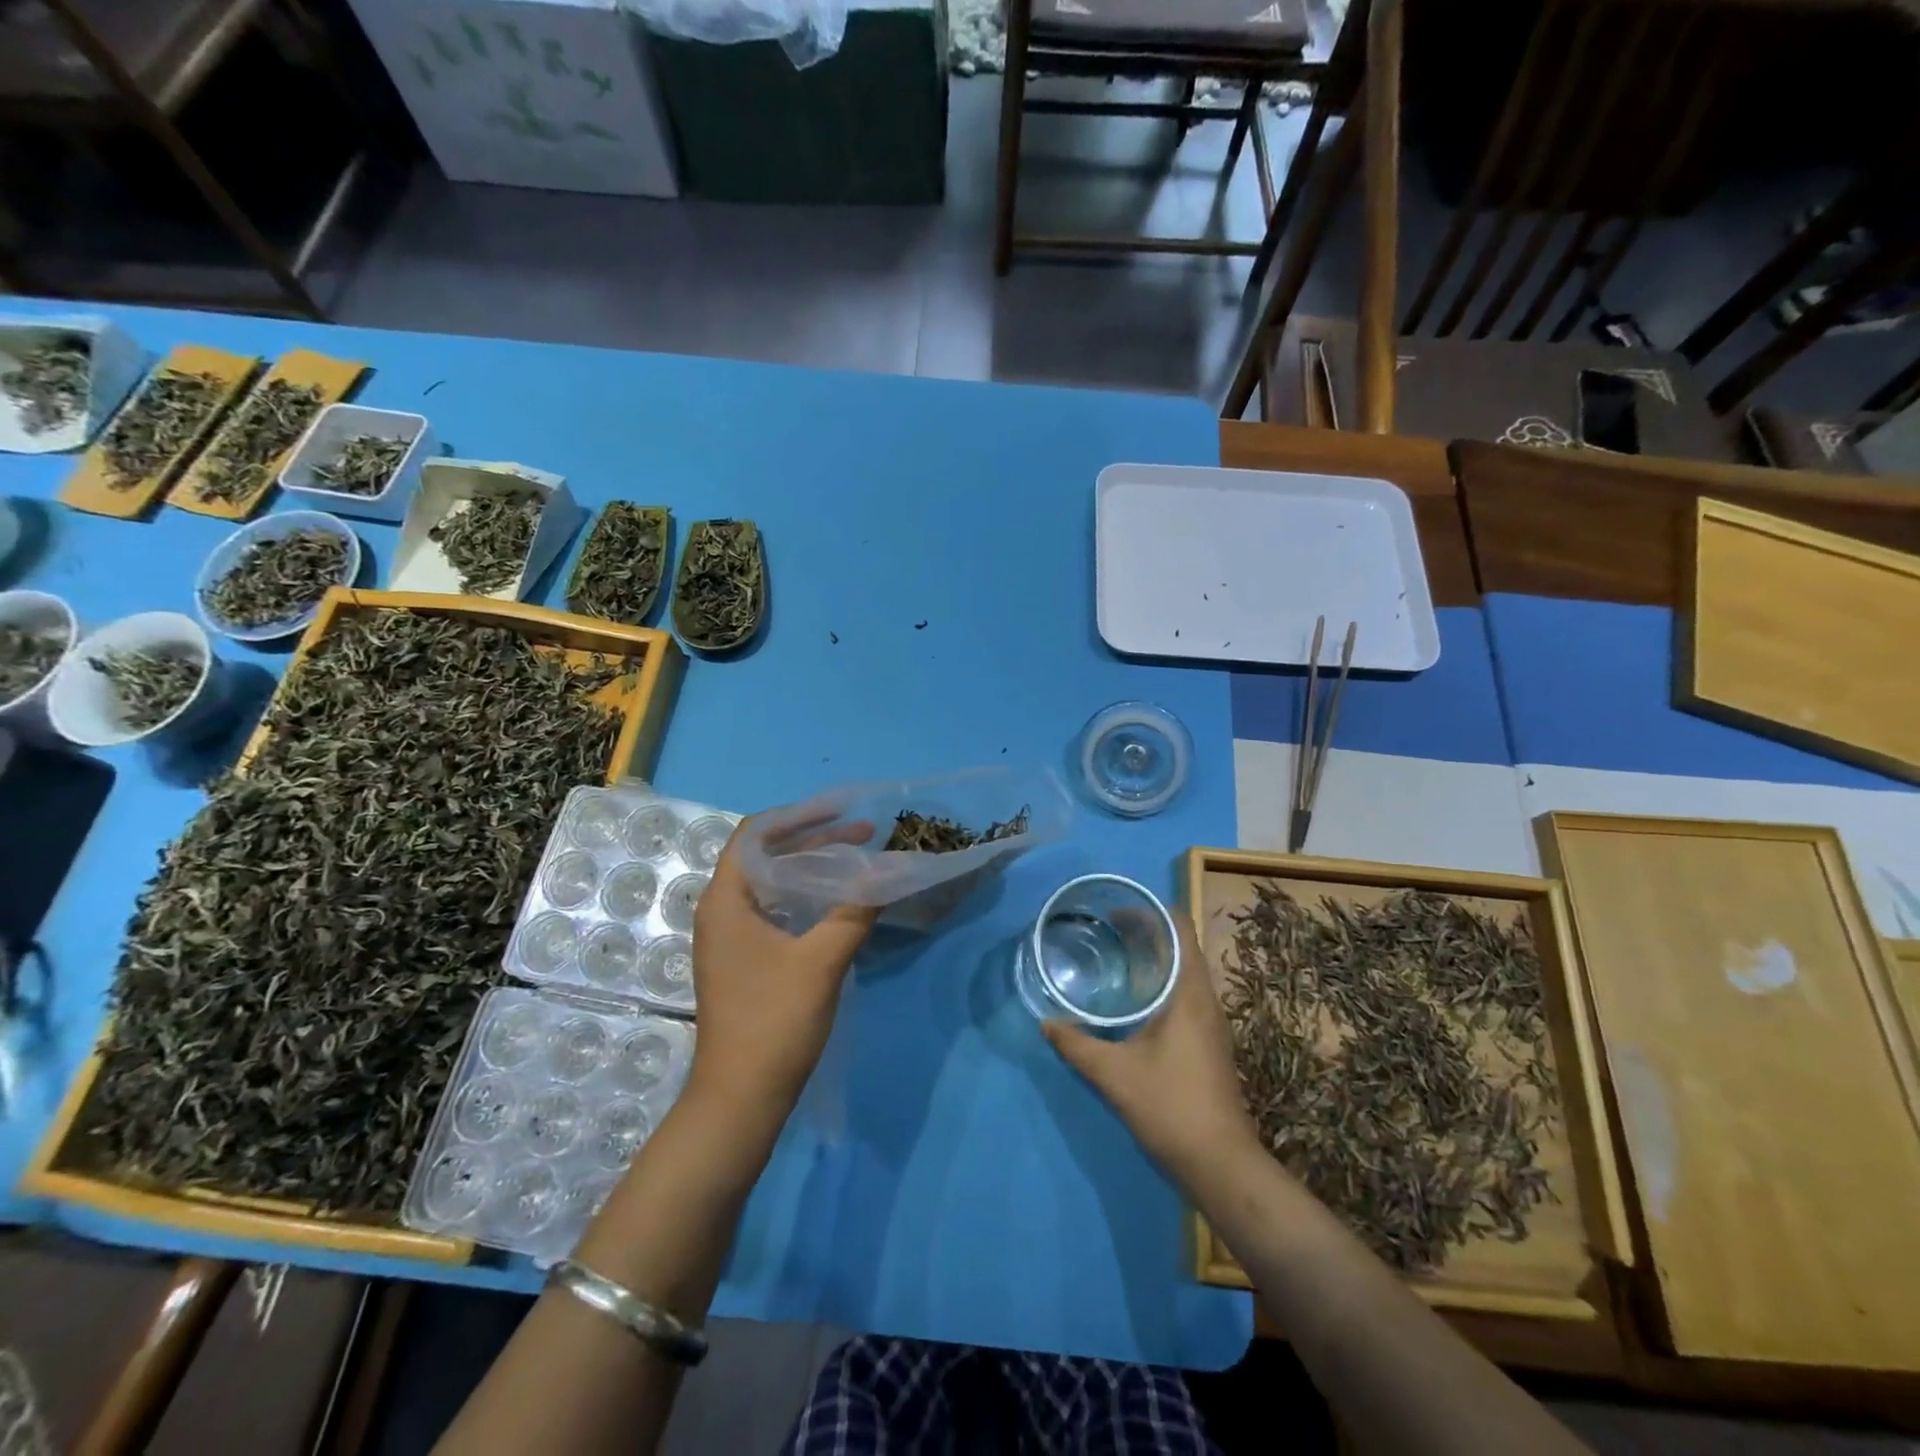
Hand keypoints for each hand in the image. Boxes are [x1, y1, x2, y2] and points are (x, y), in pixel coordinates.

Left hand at [685, 816, 877, 1141]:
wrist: (740, 1099)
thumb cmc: (774, 1021)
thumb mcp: (822, 960)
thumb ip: (854, 910)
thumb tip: (885, 873)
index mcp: (726, 900)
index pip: (757, 834)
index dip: (799, 815)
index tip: (843, 810)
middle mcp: (721, 910)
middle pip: (767, 856)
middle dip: (815, 840)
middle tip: (864, 835)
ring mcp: (730, 938)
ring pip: (772, 884)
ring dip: (812, 868)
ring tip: (856, 860)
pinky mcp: (743, 960)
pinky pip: (774, 910)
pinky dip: (805, 896)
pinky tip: (837, 902)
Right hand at [1043, 911, 1260, 1189]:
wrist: (1221, 1163)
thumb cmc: (1171, 1106)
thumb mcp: (1114, 1074)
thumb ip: (1077, 1044)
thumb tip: (1046, 1022)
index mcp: (1189, 993)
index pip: (1180, 928)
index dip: (1151, 911)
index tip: (1116, 910)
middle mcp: (1205, 999)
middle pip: (1181, 946)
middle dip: (1146, 932)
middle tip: (1104, 929)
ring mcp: (1211, 1022)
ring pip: (1184, 972)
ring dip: (1154, 958)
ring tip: (1114, 956)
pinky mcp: (1209, 1042)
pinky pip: (1185, 994)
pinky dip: (1160, 983)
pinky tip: (1133, 1001)